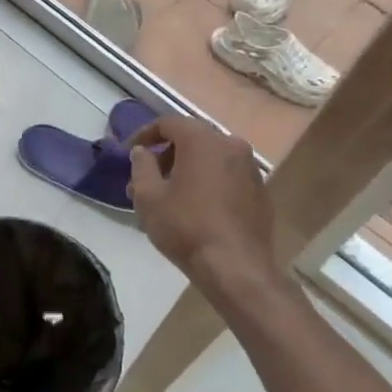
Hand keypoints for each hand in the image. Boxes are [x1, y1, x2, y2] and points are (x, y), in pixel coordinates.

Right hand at [127, 116, 288, 315]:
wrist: (237, 268)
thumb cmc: (186, 228)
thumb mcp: (149, 197)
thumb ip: (141, 166)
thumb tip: (141, 151)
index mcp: (202, 140)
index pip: (168, 123)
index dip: (145, 134)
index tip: (130, 153)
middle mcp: (230, 144)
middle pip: (191, 139)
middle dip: (166, 155)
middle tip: (147, 180)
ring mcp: (250, 167)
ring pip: (211, 157)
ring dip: (188, 169)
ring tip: (170, 197)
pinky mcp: (260, 190)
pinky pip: (228, 175)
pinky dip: (209, 181)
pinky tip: (198, 207)